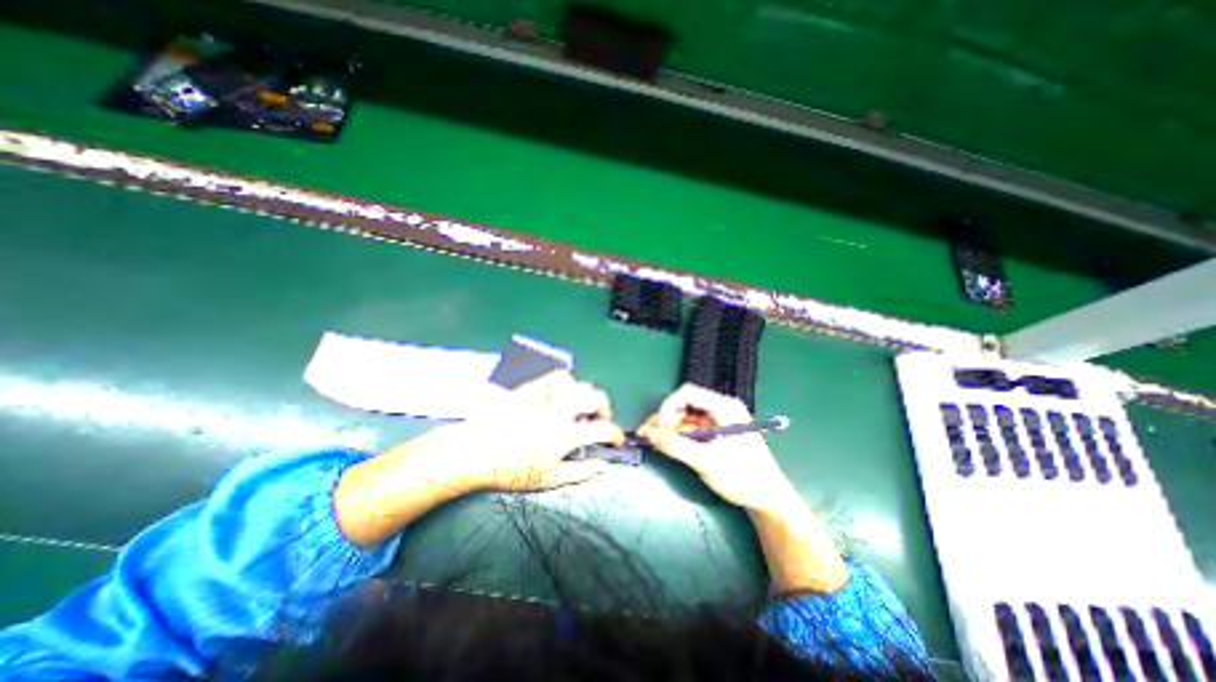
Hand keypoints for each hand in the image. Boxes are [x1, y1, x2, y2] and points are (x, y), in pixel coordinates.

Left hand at [336, 371, 625, 544]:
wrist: (474, 449)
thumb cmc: (511, 469)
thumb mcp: (548, 478)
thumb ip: (581, 472)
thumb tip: (605, 466)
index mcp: (567, 433)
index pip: (605, 428)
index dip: (616, 435)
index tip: (616, 441)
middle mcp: (561, 408)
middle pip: (597, 397)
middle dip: (605, 409)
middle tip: (597, 421)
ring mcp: (546, 394)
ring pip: (579, 383)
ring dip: (586, 396)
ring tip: (578, 408)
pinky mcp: (532, 386)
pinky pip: (557, 376)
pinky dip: (566, 384)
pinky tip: (560, 395)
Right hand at [639, 383, 804, 509]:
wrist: (768, 500)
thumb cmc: (742, 476)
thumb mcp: (707, 461)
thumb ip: (676, 446)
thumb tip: (649, 434)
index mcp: (724, 407)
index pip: (688, 393)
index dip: (668, 406)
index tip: (658, 427)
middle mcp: (720, 409)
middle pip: (684, 405)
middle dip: (664, 419)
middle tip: (646, 434)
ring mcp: (717, 422)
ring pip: (685, 418)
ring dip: (667, 428)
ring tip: (648, 440)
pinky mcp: (715, 435)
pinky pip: (690, 430)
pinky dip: (676, 436)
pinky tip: (663, 444)